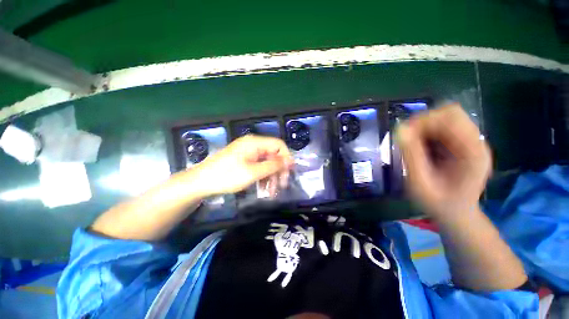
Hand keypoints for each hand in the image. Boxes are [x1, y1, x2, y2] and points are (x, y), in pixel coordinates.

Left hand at [190, 135, 293, 196]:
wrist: (200, 183)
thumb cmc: (227, 176)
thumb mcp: (253, 172)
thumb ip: (273, 165)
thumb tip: (290, 160)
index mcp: (255, 143)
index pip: (279, 145)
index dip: (286, 157)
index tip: (290, 172)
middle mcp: (253, 145)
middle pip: (273, 155)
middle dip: (278, 171)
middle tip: (282, 186)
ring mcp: (248, 153)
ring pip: (266, 163)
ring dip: (271, 177)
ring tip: (271, 193)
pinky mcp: (244, 161)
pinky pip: (258, 167)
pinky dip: (262, 177)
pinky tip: (263, 189)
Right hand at [396, 104, 491, 219]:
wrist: (455, 214)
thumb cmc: (438, 203)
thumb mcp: (420, 183)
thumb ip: (412, 156)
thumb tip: (400, 129)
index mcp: (473, 152)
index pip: (451, 117)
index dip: (424, 121)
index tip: (405, 135)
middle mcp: (476, 142)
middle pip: (450, 113)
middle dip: (423, 123)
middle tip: (407, 140)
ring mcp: (471, 142)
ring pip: (445, 119)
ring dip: (424, 128)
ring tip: (413, 146)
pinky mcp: (463, 145)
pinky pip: (443, 129)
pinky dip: (427, 134)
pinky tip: (421, 148)